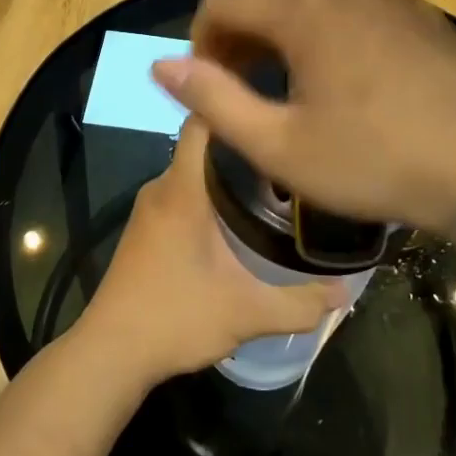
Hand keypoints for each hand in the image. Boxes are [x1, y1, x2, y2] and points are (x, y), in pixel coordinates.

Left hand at [76, 117, 345, 385]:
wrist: (110, 353)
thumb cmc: (174, 318)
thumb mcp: (247, 313)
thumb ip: (300, 303)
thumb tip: (345, 291)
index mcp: (182, 189)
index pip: (203, 120)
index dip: (235, 103)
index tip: (274, 102)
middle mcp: (162, 187)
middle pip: (204, 144)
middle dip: (245, 144)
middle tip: (290, 152)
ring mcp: (149, 208)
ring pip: (193, 171)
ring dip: (227, 173)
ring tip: (275, 182)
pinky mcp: (145, 229)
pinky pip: (182, 193)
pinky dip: (210, 194)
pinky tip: (239, 218)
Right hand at [150, 0, 455, 243]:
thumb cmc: (376, 162)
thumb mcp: (280, 145)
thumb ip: (214, 100)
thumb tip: (160, 66)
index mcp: (302, 8)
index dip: (201, 41)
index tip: (211, 85)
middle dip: (238, 28)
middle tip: (242, 81)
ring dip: (279, 22)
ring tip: (286, 76)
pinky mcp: (415, 8)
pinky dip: (322, 21)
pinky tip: (341, 71)